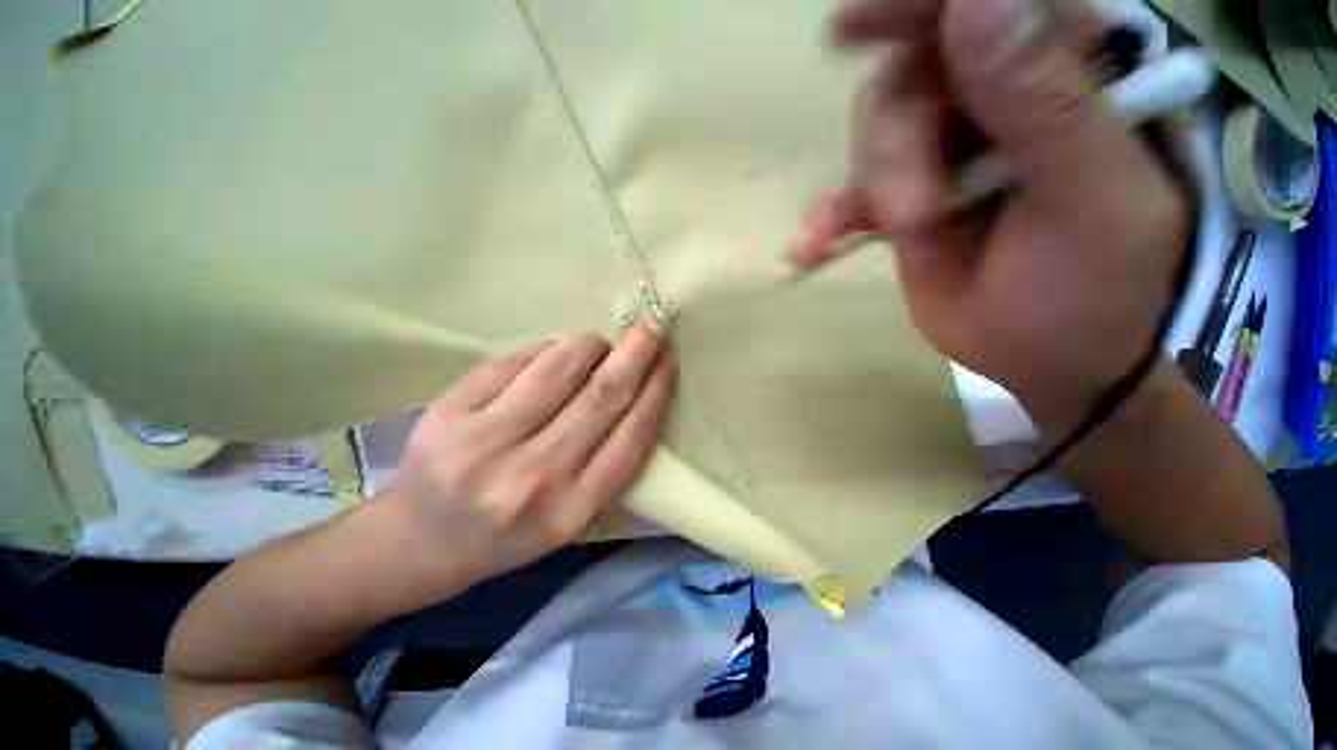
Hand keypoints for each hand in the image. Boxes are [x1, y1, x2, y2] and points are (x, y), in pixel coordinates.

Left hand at [379, 324, 676, 593]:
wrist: (420, 544)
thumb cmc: (512, 532)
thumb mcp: (575, 518)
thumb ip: (611, 463)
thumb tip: (635, 391)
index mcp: (574, 509)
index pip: (633, 434)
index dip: (657, 389)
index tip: (668, 361)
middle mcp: (536, 477)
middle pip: (602, 395)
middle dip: (636, 353)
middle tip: (651, 329)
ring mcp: (486, 444)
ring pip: (559, 368)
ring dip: (590, 345)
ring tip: (598, 345)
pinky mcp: (449, 415)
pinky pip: (514, 362)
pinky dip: (545, 350)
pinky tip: (552, 355)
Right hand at [792, 0, 1190, 433]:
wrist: (1058, 358)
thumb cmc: (1101, 287)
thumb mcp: (1088, 195)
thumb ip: (1043, 99)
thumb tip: (971, 1)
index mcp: (1067, 72)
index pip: (985, 7)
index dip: (913, 8)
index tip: (847, 27)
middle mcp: (998, 100)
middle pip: (910, 76)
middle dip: (895, 144)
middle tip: (913, 213)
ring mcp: (945, 155)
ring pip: (875, 136)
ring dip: (870, 186)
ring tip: (900, 233)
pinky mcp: (906, 202)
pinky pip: (853, 196)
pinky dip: (829, 218)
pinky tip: (812, 246)